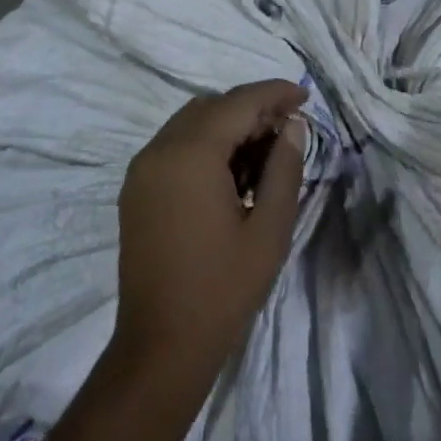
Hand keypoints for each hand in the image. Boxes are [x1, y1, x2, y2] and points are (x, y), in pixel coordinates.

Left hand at [112, 80, 308, 383]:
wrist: (160, 347)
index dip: (274, 93)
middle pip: (212, 107)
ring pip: (191, 123)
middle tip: (288, 131)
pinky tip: (231, 176)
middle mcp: (159, 149)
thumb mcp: (269, 230)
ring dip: (228, 127)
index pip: (238, 102)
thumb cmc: (222, 289)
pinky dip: (204, 146)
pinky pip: (174, 146)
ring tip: (263, 156)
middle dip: (252, 110)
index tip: (304, 95)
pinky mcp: (136, 189)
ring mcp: (142, 169)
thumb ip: (284, 168)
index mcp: (191, 153)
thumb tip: (292, 125)